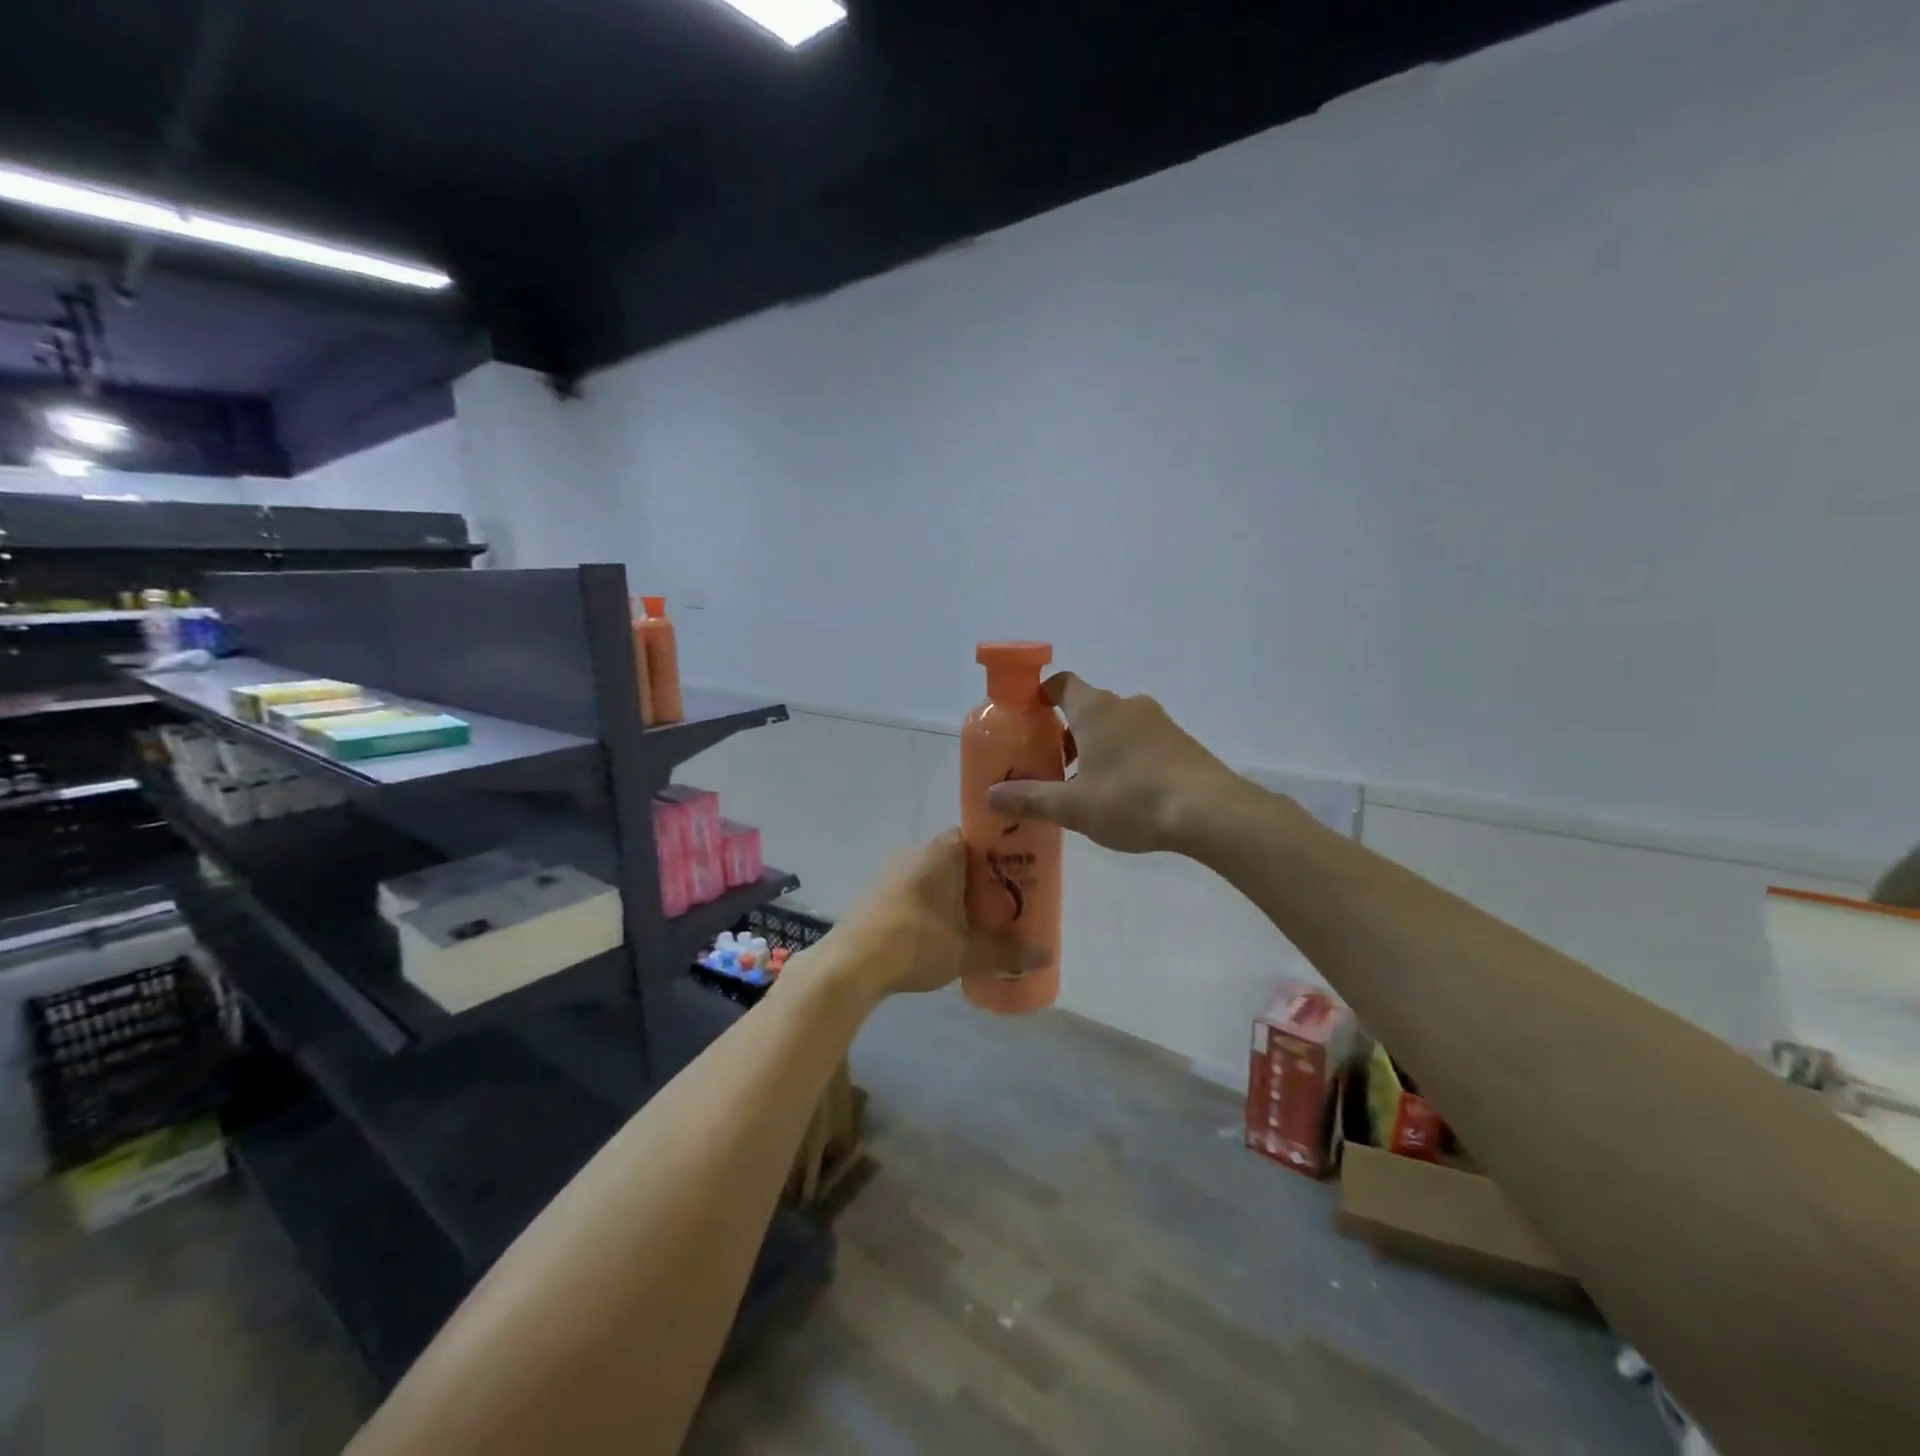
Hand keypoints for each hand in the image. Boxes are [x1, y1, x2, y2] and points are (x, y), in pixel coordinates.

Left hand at [813, 830, 1043, 1000]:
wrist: (852, 964)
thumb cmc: (916, 943)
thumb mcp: (968, 952)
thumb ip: (1008, 952)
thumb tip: (1047, 956)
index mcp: (942, 853)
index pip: (975, 836)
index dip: (997, 853)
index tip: (1015, 875)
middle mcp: (916, 853)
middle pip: (956, 858)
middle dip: (978, 880)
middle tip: (1001, 906)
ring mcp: (891, 873)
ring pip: (932, 877)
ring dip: (951, 895)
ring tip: (973, 924)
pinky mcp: (875, 895)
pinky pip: (912, 892)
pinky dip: (928, 907)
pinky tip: (937, 935)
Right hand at [986, 673, 1239, 855]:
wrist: (1210, 812)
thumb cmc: (1131, 800)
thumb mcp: (1073, 807)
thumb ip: (1029, 798)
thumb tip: (989, 795)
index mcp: (1095, 710)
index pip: (1062, 683)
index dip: (1041, 695)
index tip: (1028, 718)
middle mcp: (1126, 705)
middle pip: (1087, 707)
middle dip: (1066, 732)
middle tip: (1052, 766)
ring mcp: (1158, 722)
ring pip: (1115, 725)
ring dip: (1096, 746)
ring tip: (1086, 786)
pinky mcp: (1180, 742)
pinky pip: (1140, 740)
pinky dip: (1124, 756)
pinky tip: (1124, 794)